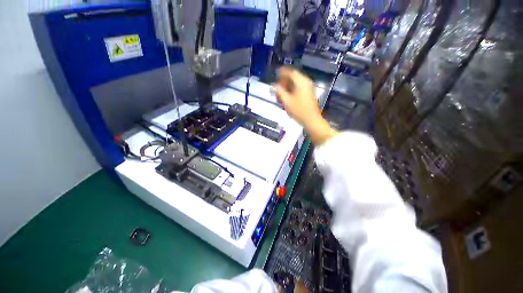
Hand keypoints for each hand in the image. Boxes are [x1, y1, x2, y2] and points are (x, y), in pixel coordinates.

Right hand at [274, 66, 336, 145]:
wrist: (311, 120)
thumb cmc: (298, 111)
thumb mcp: (286, 101)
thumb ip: (279, 92)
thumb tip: (273, 86)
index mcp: (301, 82)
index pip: (290, 72)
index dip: (282, 72)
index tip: (275, 74)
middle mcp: (306, 82)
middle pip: (293, 77)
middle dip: (284, 80)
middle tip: (277, 86)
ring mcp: (308, 88)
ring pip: (296, 83)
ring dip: (288, 86)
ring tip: (281, 93)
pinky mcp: (309, 94)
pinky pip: (299, 88)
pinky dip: (292, 90)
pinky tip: (287, 97)